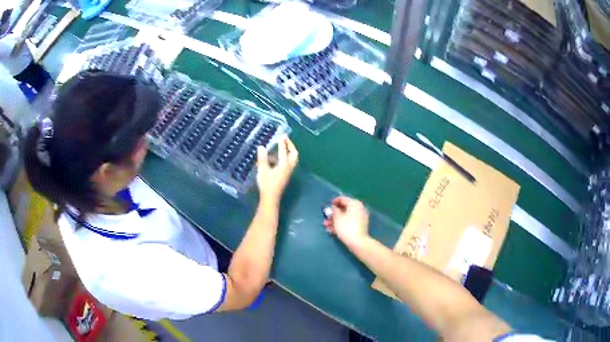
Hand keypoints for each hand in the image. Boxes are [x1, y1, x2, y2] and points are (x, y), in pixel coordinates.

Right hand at [257, 136, 297, 204]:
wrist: (270, 198)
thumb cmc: (266, 184)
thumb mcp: (262, 170)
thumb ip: (262, 158)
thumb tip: (261, 147)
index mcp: (284, 165)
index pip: (284, 151)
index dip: (283, 142)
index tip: (282, 135)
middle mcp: (288, 167)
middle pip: (294, 154)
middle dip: (290, 146)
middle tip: (285, 139)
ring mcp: (287, 172)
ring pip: (292, 159)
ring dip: (288, 151)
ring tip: (281, 146)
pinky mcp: (285, 175)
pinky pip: (288, 163)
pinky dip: (284, 157)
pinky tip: (275, 158)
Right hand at [324, 197, 369, 247]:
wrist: (358, 242)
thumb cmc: (346, 227)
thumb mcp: (337, 218)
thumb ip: (334, 210)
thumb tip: (334, 207)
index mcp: (354, 203)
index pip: (342, 199)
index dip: (333, 202)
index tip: (326, 207)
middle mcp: (359, 208)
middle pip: (343, 209)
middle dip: (333, 214)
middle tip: (325, 219)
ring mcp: (360, 217)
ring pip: (345, 216)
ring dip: (335, 220)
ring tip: (326, 226)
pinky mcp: (359, 226)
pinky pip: (349, 222)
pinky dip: (341, 224)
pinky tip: (332, 230)